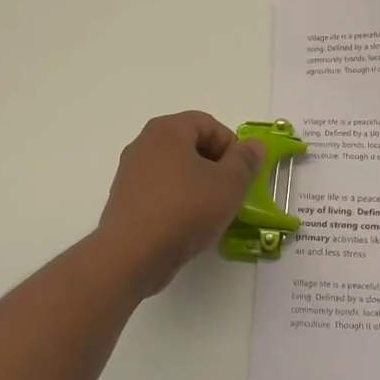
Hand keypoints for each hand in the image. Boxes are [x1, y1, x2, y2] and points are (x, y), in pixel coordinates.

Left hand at [95, 111, 266, 296]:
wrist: (132, 255)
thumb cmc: (185, 209)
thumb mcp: (229, 184)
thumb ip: (245, 161)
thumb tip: (254, 145)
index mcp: (167, 130)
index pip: (209, 124)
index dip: (231, 147)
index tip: (241, 175)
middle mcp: (144, 143)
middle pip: (191, 145)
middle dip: (216, 167)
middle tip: (230, 193)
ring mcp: (131, 172)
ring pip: (176, 170)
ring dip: (198, 186)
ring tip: (211, 213)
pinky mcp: (125, 200)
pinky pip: (160, 191)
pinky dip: (178, 201)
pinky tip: (187, 225)